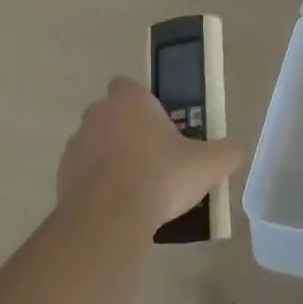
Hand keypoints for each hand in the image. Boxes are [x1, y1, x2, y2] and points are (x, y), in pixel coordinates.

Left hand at [57, 77, 246, 227]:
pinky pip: (83, 172)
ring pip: (96, 143)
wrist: (110, 217)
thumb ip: (228, 153)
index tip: (160, 125)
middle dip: (129, 131)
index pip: (129, 86)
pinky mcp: (62, 174)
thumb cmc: (161, 177)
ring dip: (111, 157)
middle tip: (155, 157)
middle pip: (112, 114)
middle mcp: (98, 113)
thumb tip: (240, 149)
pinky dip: (97, 183)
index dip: (143, 102)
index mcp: (130, 100)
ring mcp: (76, 143)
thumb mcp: (208, 165)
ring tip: (137, 187)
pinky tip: (118, 205)